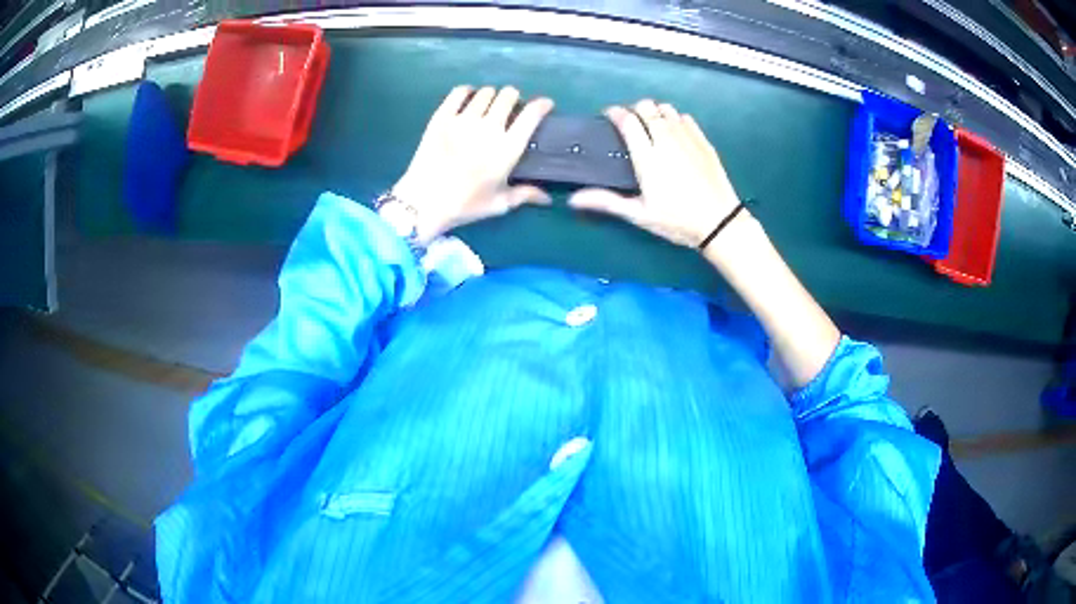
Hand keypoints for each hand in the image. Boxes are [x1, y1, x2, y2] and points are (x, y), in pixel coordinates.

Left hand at [392, 85, 554, 244]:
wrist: (423, 202)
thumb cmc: (465, 205)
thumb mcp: (499, 204)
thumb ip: (525, 195)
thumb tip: (547, 198)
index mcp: (508, 148)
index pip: (532, 114)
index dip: (542, 105)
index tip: (545, 105)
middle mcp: (489, 127)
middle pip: (508, 95)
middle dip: (513, 98)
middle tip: (509, 109)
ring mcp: (463, 120)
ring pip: (486, 92)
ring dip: (491, 96)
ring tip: (487, 106)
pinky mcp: (442, 117)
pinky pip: (458, 92)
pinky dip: (467, 92)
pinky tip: (467, 99)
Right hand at [568, 100, 747, 249]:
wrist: (719, 222)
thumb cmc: (677, 220)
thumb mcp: (639, 214)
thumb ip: (607, 201)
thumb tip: (572, 199)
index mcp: (647, 156)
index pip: (627, 120)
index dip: (615, 113)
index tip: (609, 116)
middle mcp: (666, 139)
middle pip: (647, 107)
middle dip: (635, 109)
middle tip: (631, 124)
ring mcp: (687, 137)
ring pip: (667, 109)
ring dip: (655, 112)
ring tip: (652, 126)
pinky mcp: (703, 141)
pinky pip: (685, 118)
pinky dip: (675, 119)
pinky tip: (674, 133)